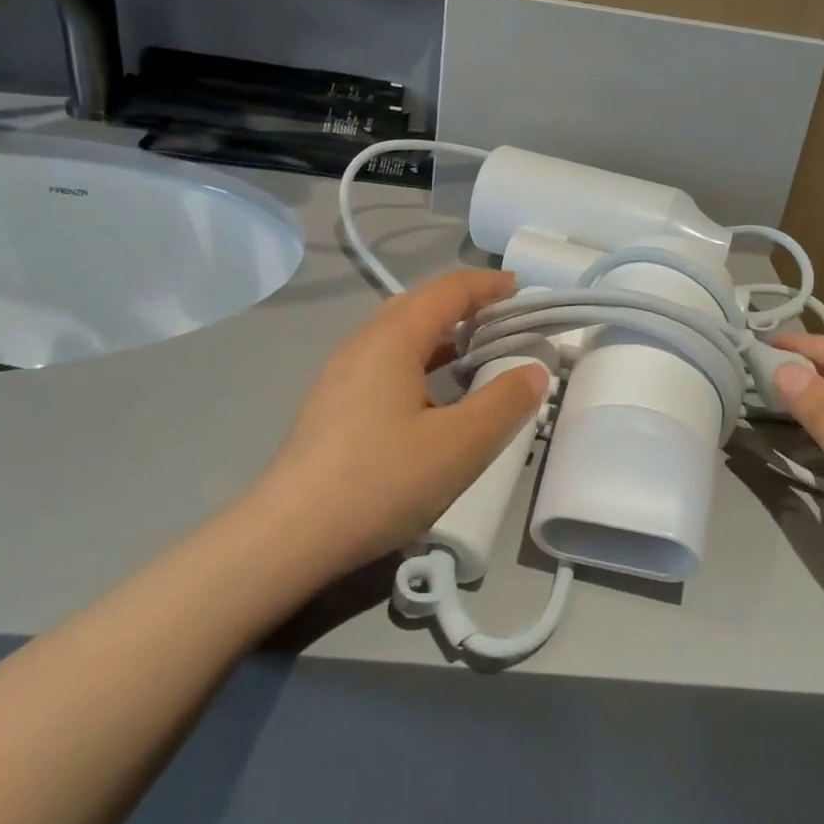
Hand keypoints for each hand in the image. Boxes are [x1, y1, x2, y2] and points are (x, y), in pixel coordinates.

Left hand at [241, 270, 546, 575]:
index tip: (522, 290)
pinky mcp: (332, 409)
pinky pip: (384, 367)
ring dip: (440, 338)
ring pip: (398, 339)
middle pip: (418, 308)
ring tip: (476, 357)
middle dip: (463, 307)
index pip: (447, 291)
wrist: (288, 537)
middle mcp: (361, 346)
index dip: (487, 286)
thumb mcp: (460, 444)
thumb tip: (535, 371)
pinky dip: (420, 365)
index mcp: (392, 339)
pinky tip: (433, 401)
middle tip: (503, 323)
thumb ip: (505, 403)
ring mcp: (340, 378)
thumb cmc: (381, 480)